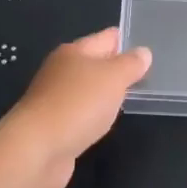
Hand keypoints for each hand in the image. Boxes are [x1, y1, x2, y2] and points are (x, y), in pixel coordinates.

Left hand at [5, 28, 151, 187]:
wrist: (36, 150)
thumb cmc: (77, 105)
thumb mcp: (113, 78)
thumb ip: (130, 64)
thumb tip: (143, 52)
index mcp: (74, 51)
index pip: (106, 37)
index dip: (127, 40)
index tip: (150, 46)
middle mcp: (62, 70)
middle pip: (95, 62)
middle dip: (117, 67)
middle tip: (147, 74)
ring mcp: (55, 99)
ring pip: (88, 89)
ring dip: (105, 92)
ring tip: (131, 97)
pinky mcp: (54, 125)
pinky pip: (81, 112)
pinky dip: (94, 114)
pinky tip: (105, 122)